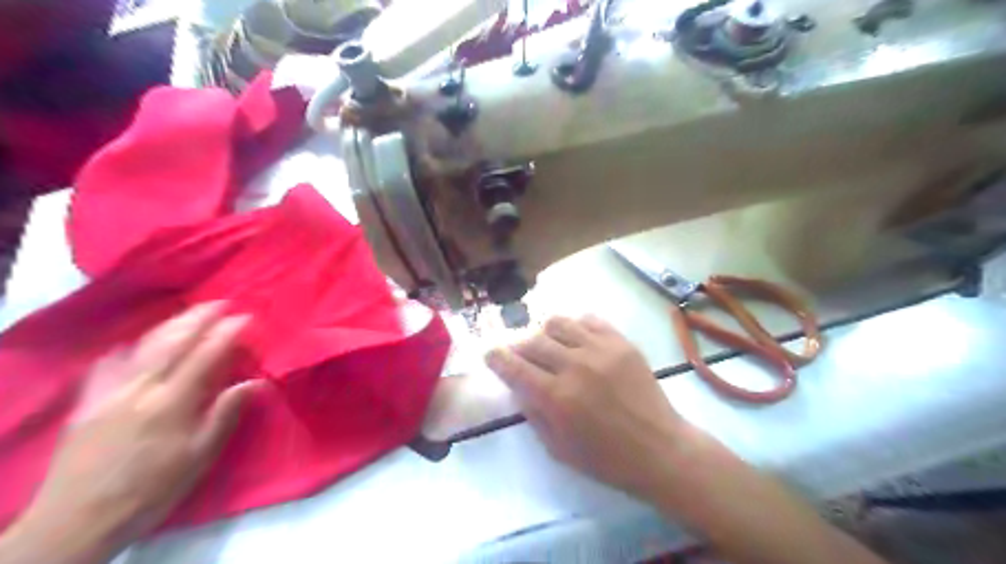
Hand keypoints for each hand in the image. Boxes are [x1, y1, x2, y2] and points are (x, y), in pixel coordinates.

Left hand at [4, 302, 254, 561]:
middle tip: (221, 302)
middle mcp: (139, 389)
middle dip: (199, 318)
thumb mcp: (199, 456)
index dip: (227, 333)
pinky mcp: (87, 403)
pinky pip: (108, 365)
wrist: (77, 520)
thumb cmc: (152, 489)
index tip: (246, 317)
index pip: (205, 355)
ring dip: (170, 325)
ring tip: (189, 313)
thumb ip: (225, 414)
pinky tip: (134, 344)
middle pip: (172, 342)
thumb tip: (255, 381)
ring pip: (142, 347)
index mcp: (171, 402)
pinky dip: (128, 348)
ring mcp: (108, 393)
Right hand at [486, 316, 683, 499]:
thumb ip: (533, 413)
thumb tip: (518, 385)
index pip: (515, 367)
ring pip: (559, 323)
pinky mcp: (621, 343)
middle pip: (533, 341)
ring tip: (549, 344)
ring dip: (545, 332)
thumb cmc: (605, 458)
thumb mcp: (557, 448)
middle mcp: (575, 366)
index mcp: (556, 397)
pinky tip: (577, 339)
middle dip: (519, 346)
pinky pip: (590, 320)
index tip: (490, 353)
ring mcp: (600, 350)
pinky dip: (576, 326)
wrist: (659, 450)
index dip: (497, 357)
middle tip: (521, 354)